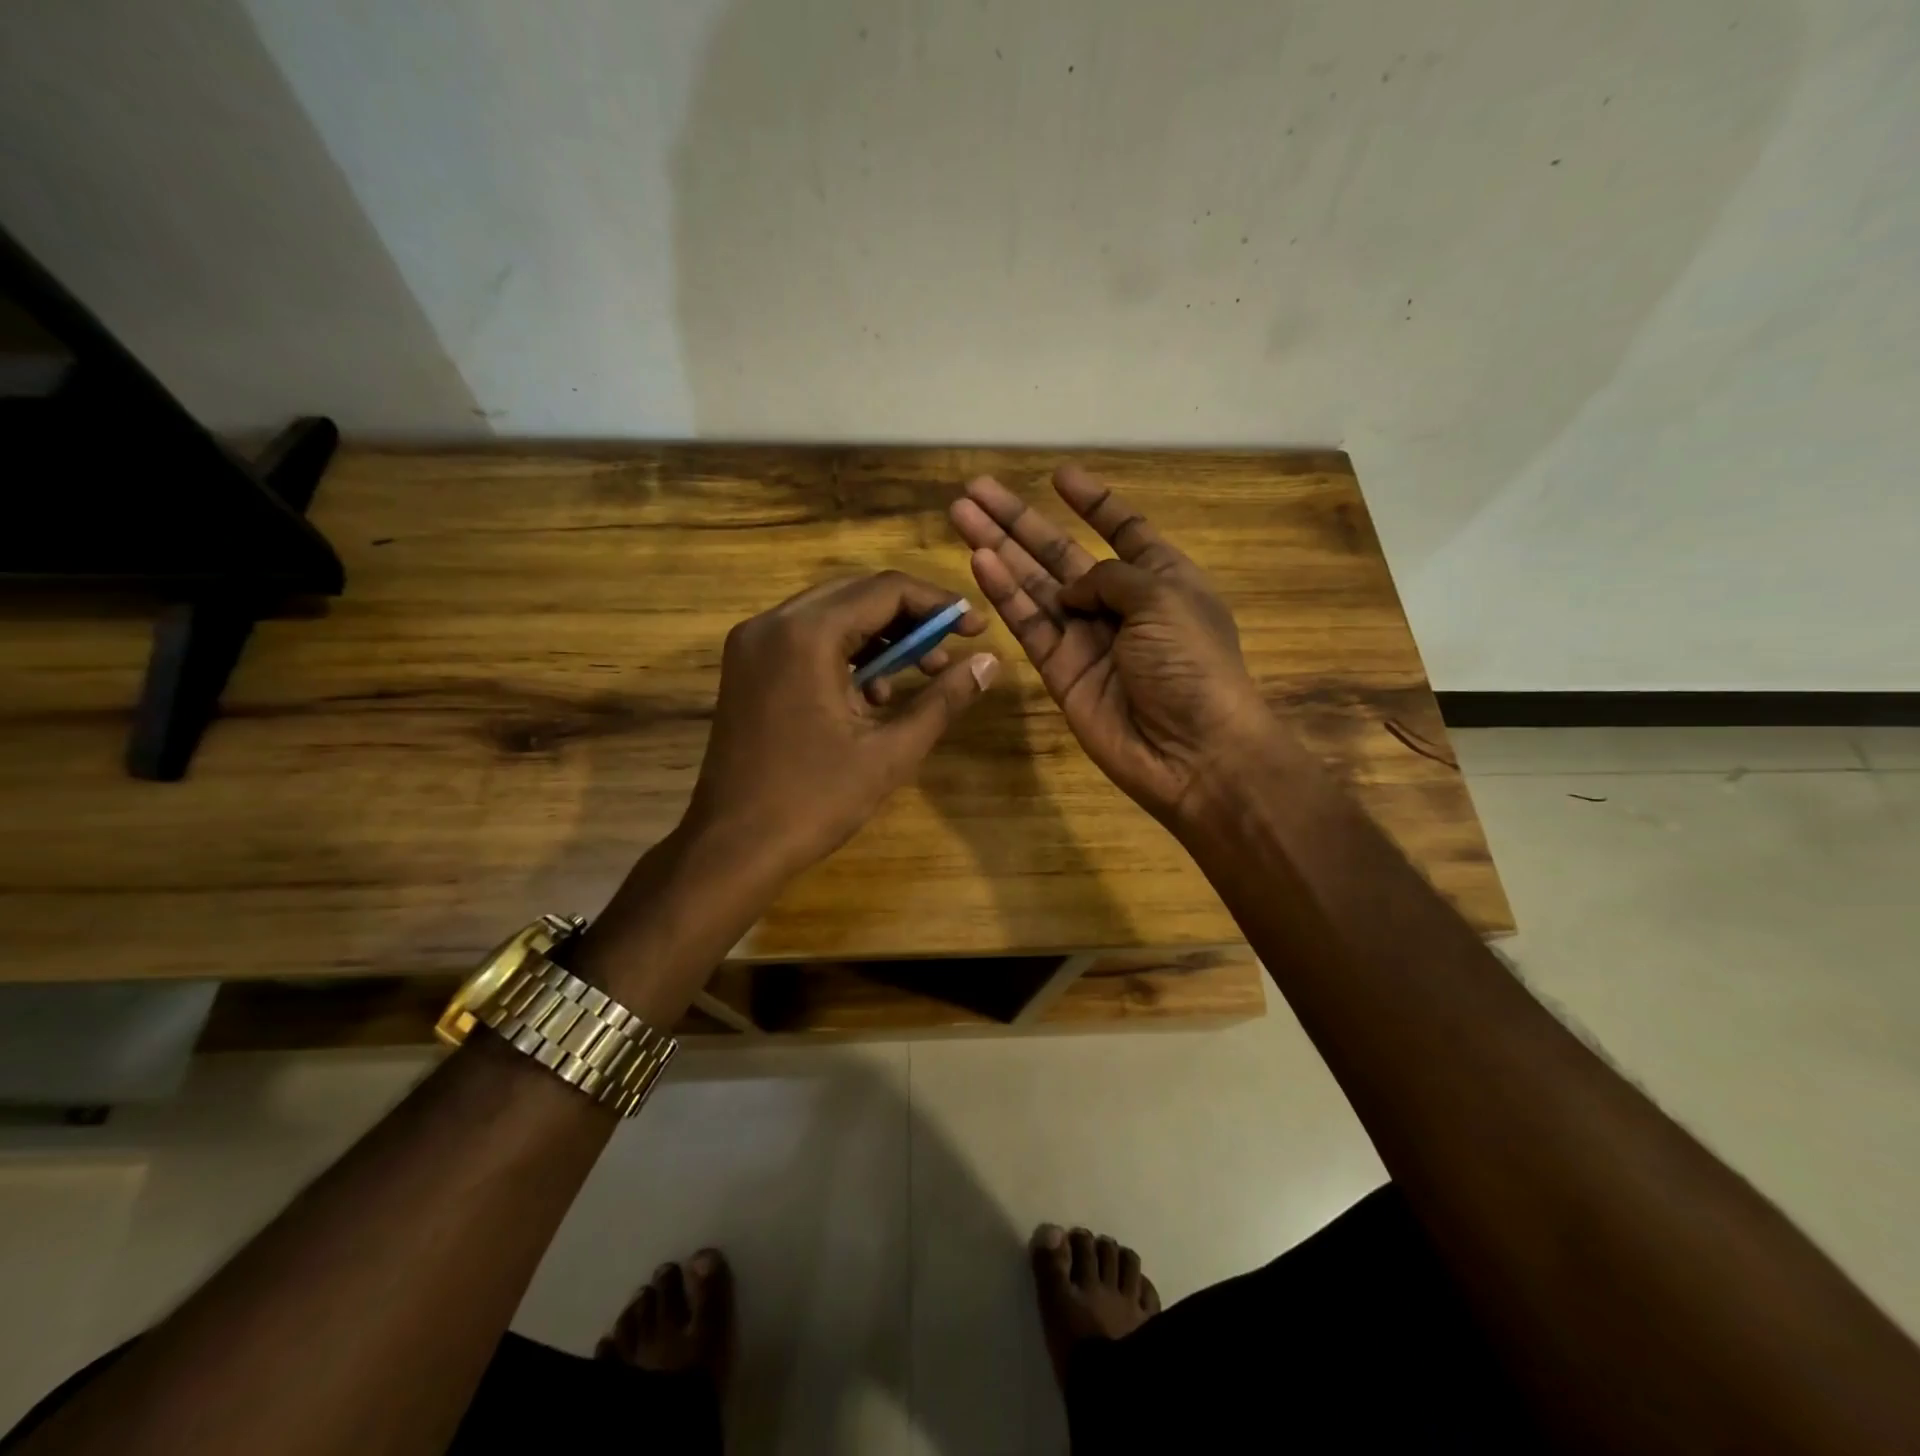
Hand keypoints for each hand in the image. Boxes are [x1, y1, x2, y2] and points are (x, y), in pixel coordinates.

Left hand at [683, 572, 998, 873]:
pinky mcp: (746, 668)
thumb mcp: (890, 753)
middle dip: (910, 618)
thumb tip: (991, 663)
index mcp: (806, 635)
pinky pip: (806, 640)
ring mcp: (751, 645)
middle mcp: (772, 624)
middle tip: (952, 649)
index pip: (885, 591)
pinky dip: (845, 653)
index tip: (976, 629)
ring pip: (831, 615)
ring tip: (920, 674)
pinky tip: (872, 695)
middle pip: (856, 594)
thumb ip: (943, 700)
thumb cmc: (813, 801)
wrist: (732, 848)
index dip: (938, 605)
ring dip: (880, 636)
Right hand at [949, 465, 1274, 827]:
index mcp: (1160, 579)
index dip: (1093, 502)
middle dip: (1020, 522)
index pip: (1123, 529)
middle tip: (976, 489)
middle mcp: (1119, 604)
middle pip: (1061, 553)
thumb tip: (1071, 588)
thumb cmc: (1192, 664)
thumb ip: (1111, 577)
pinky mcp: (1059, 671)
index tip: (1059, 475)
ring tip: (961, 514)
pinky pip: (1028, 624)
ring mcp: (1085, 638)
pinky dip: (1003, 594)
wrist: (1191, 751)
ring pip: (1034, 585)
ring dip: (999, 549)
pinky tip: (979, 561)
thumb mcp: (1164, 599)